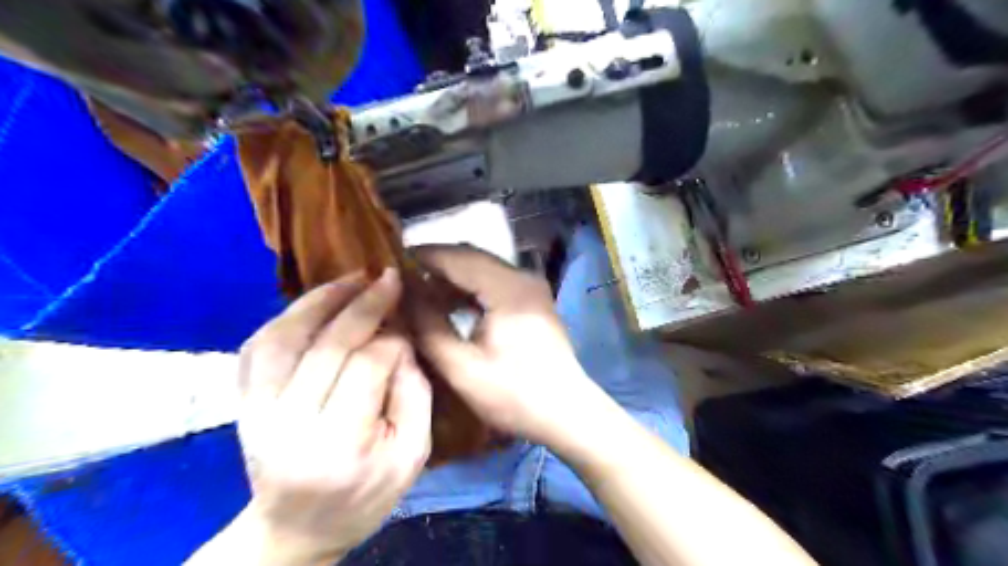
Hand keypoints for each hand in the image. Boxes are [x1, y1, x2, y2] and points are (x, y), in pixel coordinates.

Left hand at [237, 269, 431, 565]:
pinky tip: (314, 303)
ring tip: (353, 278)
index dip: (393, 338)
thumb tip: (402, 340)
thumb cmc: (364, 496)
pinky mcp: (242, 404)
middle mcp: (288, 424)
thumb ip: (414, 394)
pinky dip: (286, 317)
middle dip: (363, 305)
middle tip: (388, 278)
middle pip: (326, 346)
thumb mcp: (412, 455)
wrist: (297, 529)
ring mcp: (255, 412)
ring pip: (283, 338)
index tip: (409, 324)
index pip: (366, 367)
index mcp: (338, 445)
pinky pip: (257, 347)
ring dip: (320, 300)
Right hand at [409, 248, 614, 450]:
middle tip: (400, 279)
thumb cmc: (515, 395)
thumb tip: (404, 297)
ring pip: (482, 269)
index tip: (390, 262)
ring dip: (451, 278)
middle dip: (434, 266)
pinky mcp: (532, 300)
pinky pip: (493, 283)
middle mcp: (522, 277)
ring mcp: (530, 287)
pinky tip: (448, 305)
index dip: (422, 256)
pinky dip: (469, 289)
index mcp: (508, 288)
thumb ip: (429, 328)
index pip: (457, 257)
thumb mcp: (463, 368)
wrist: (567, 412)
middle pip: (471, 258)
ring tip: (418, 293)